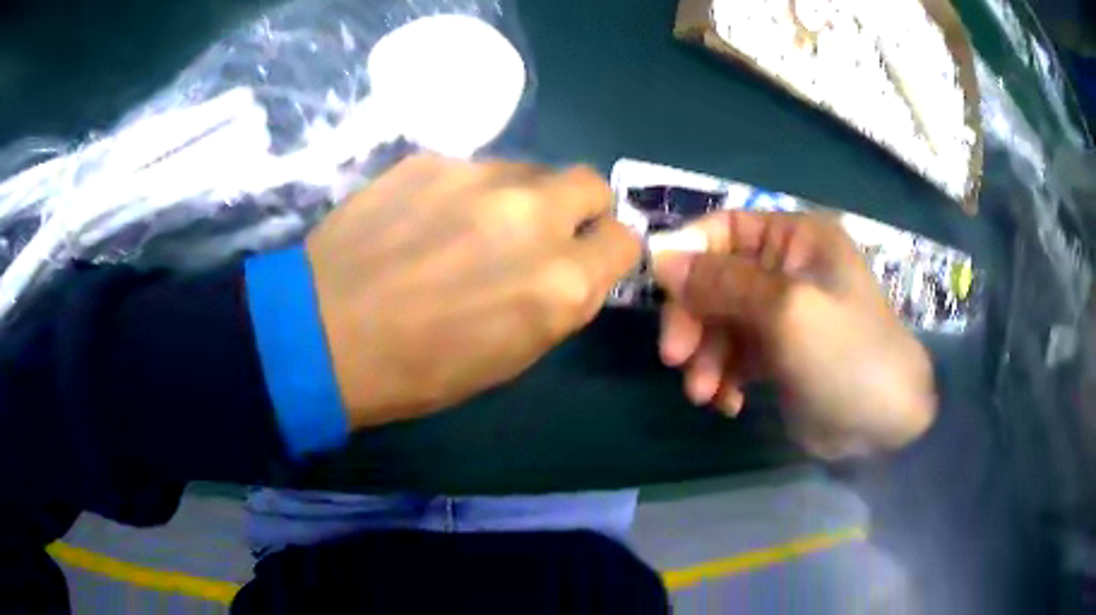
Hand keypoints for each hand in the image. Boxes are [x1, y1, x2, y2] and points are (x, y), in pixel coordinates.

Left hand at [307, 154, 640, 427]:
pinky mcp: (432, 159)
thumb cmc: (418, 369)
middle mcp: (533, 216)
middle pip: (590, 182)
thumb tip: (574, 265)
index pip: (623, 240)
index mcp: (561, 282)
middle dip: (578, 206)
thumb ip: (558, 300)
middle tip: (540, 231)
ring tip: (471, 227)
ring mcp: (479, 177)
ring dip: (519, 196)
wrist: (321, 333)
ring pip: (530, 169)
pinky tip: (424, 219)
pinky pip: (472, 167)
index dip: (606, 250)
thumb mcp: (512, 354)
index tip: (585, 257)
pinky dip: (465, 191)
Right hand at [652, 211, 935, 458]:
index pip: (725, 228)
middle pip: (715, 279)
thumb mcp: (789, 311)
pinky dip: (724, 377)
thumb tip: (661, 257)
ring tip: (705, 395)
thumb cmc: (848, 355)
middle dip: (694, 320)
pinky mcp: (777, 353)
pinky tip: (730, 403)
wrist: (886, 426)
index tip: (663, 294)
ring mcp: (781, 313)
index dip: (689, 255)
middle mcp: (786, 268)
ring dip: (705, 357)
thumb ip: (725, 282)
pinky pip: (734, 355)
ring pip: (719, 321)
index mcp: (796, 239)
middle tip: (677, 360)